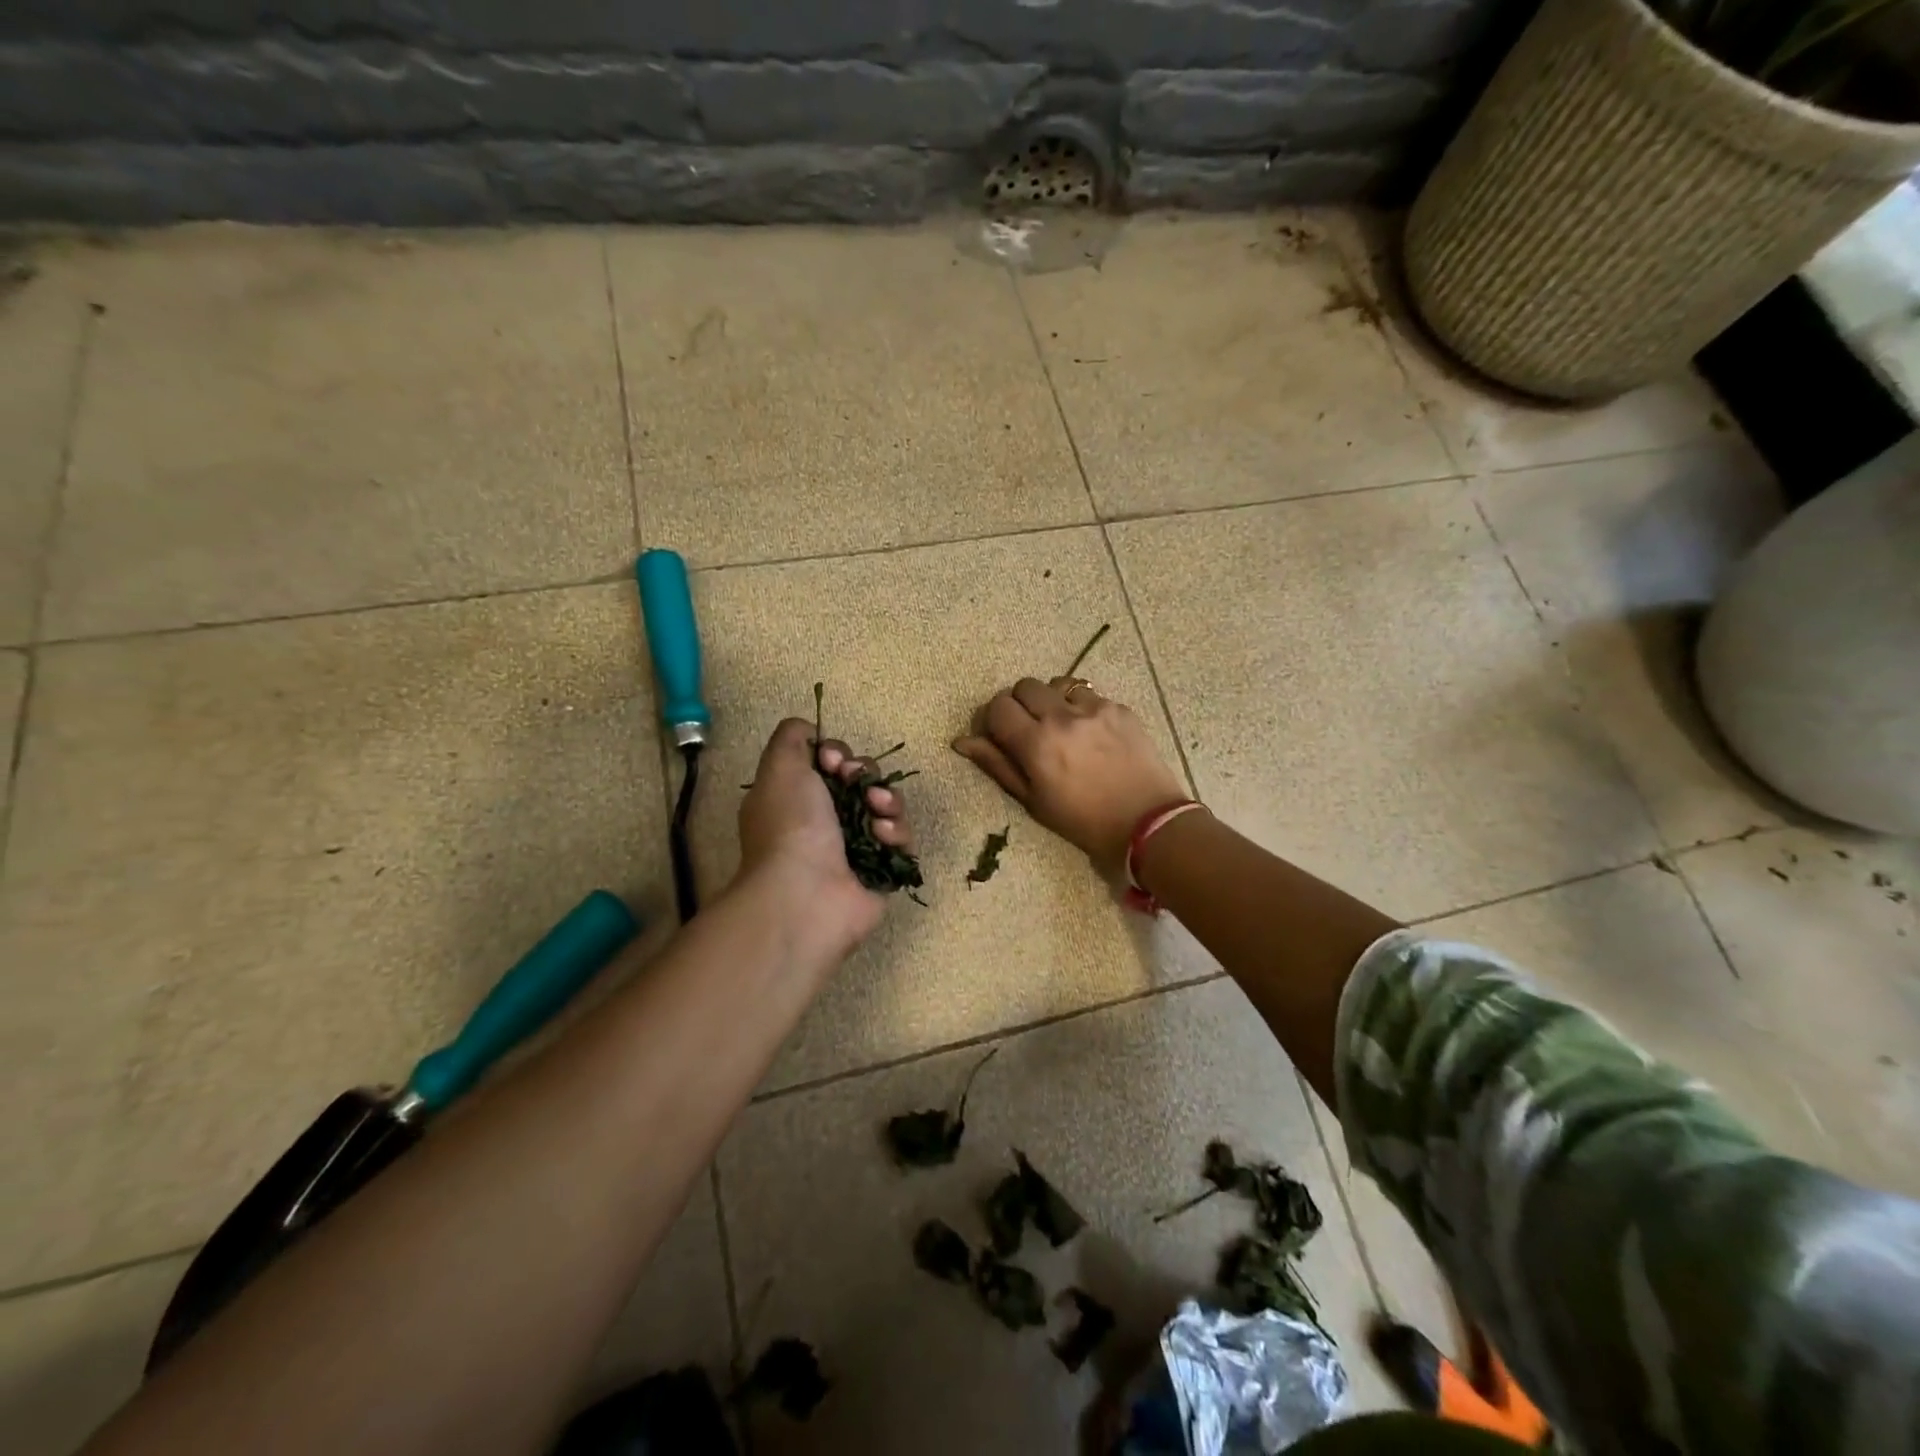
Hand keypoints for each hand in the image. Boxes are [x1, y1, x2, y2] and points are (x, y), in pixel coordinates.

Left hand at [736, 718, 913, 952]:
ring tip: (878, 812)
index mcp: (798, 799)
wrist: (806, 894)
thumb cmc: (791, 827)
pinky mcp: (882, 870)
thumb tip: (810, 729)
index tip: (834, 761)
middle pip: (863, 781)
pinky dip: (897, 833)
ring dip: (888, 801)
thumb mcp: (779, 768)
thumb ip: (792, 738)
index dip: (838, 754)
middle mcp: (825, 822)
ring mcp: (855, 848)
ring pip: (887, 808)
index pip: (830, 764)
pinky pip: (902, 839)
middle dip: (867, 775)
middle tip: (859, 784)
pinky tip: (884, 837)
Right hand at [954, 678, 1187, 880]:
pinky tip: (1090, 733)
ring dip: (1050, 700)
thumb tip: (962, 741)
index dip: (993, 719)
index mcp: (1036, 743)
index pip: (997, 706)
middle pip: (1024, 686)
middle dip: (1019, 704)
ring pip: (1056, 684)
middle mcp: (1062, 716)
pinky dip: (1080, 708)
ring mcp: (1094, 708)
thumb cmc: (1083, 821)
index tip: (1000, 736)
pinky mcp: (1119, 708)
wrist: (1147, 822)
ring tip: (1061, 727)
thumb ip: (997, 765)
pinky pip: (1088, 694)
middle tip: (1028, 730)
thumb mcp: (1033, 801)